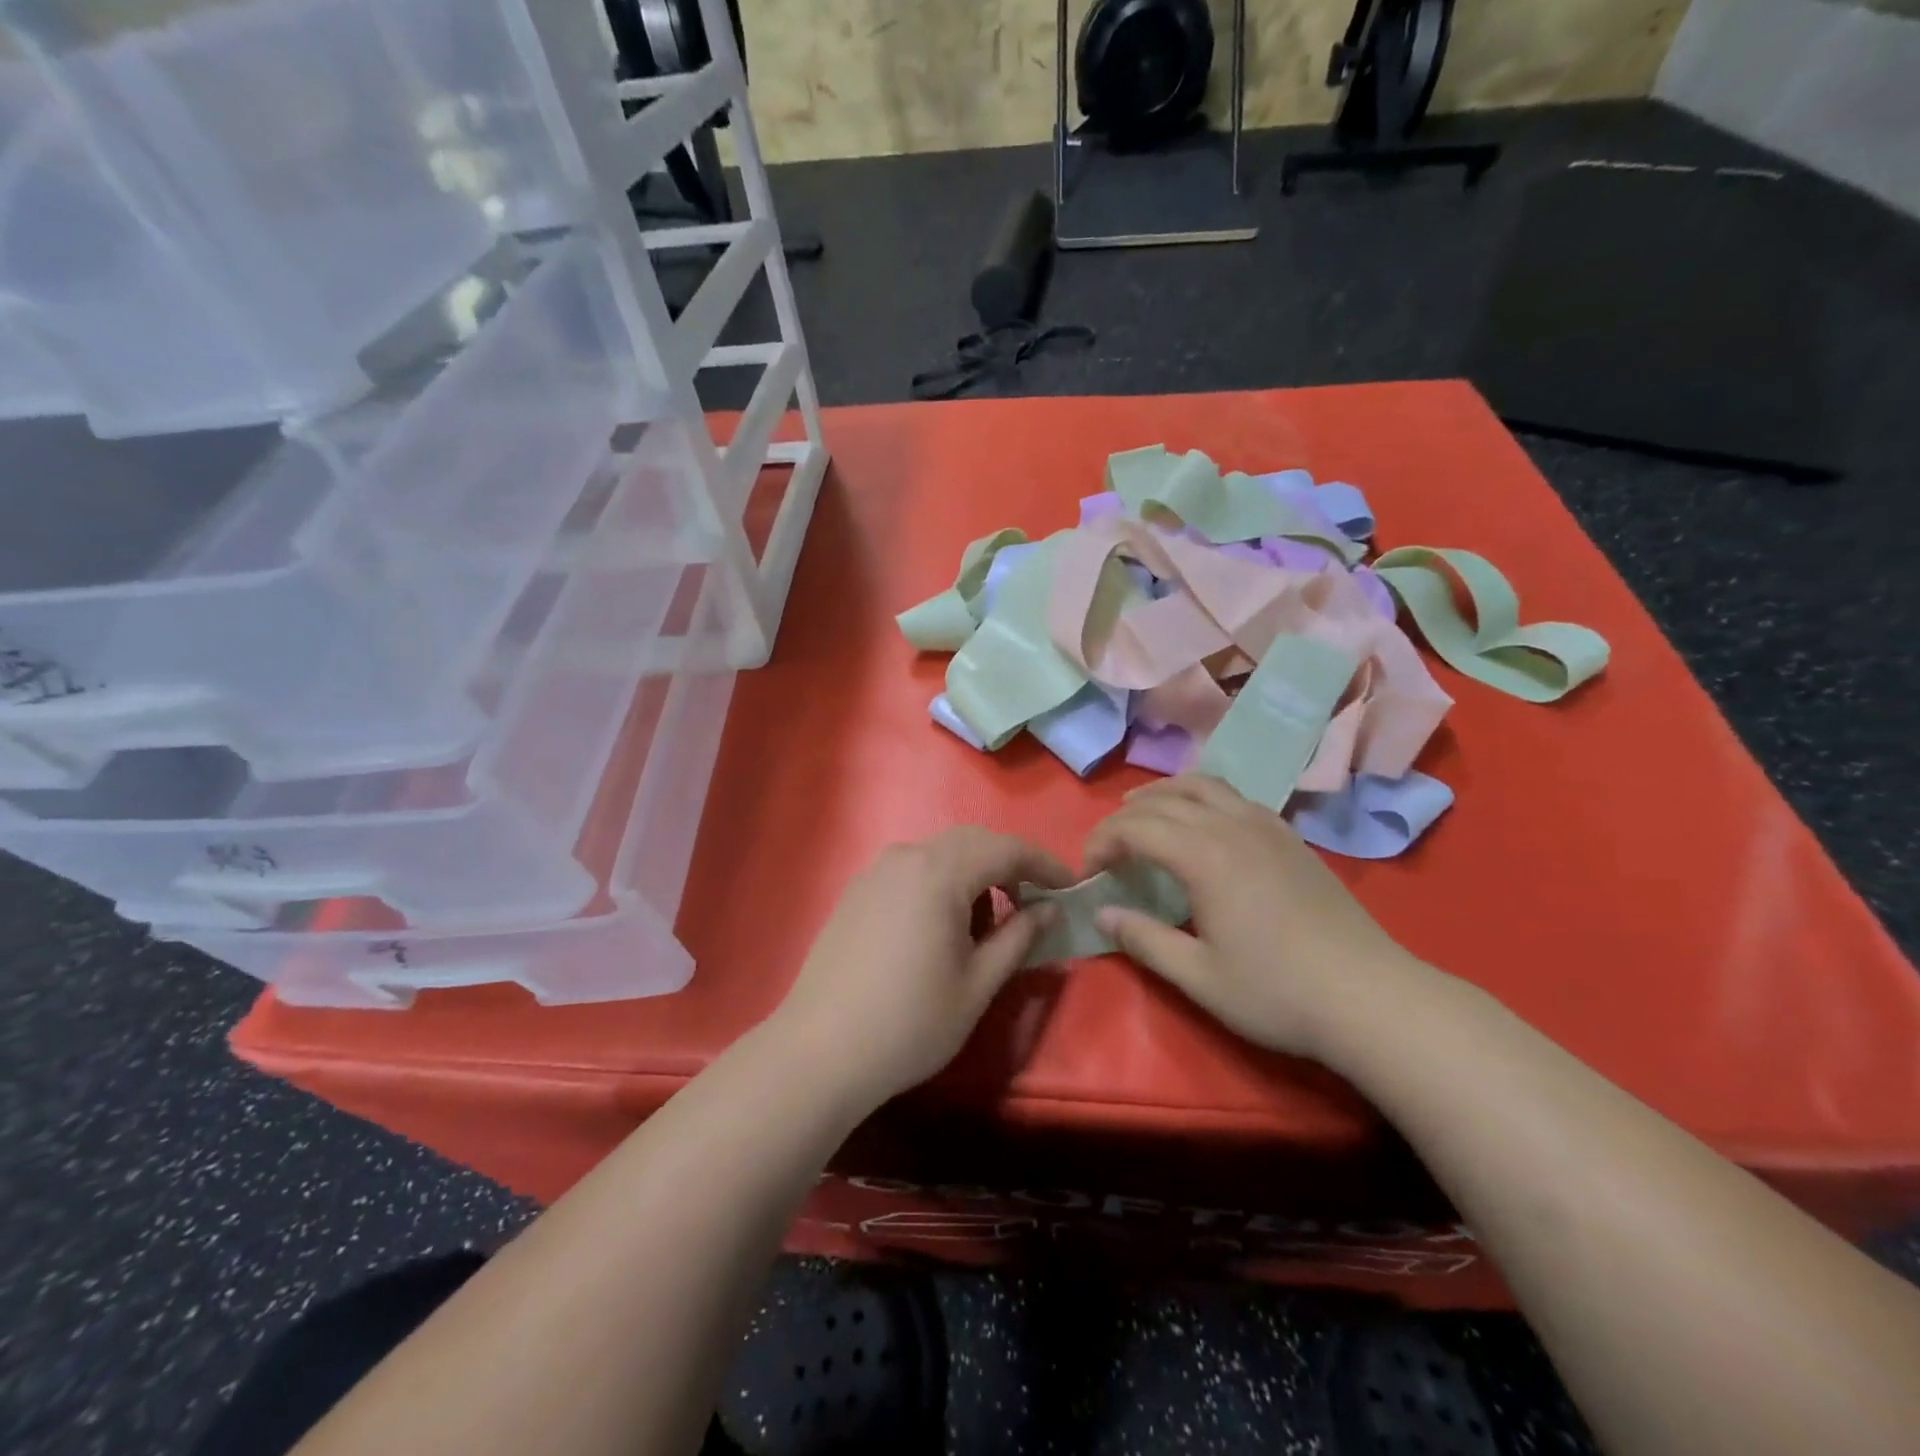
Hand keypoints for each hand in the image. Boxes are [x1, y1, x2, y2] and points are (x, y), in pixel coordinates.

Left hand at [771, 827, 1073, 1108]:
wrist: (818, 1051)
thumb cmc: (910, 1023)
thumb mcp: (978, 985)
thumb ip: (1019, 937)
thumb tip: (1050, 908)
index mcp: (940, 872)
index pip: (1006, 849)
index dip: (1044, 864)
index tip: (1071, 887)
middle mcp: (906, 857)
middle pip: (972, 842)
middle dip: (1009, 865)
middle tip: (1034, 902)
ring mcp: (875, 872)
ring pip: (939, 854)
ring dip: (974, 874)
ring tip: (987, 923)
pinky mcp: (856, 891)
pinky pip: (912, 870)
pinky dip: (940, 883)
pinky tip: (942, 926)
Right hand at [1084, 774, 1430, 1058]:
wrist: (1369, 997)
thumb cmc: (1277, 992)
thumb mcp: (1199, 977)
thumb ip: (1144, 940)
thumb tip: (1102, 913)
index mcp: (1204, 856)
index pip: (1134, 827)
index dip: (1101, 842)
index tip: (1089, 874)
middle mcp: (1232, 826)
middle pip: (1163, 800)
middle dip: (1124, 818)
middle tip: (1107, 851)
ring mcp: (1267, 826)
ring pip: (1203, 785)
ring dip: (1163, 794)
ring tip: (1143, 814)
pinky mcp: (1290, 838)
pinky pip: (1235, 797)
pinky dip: (1202, 798)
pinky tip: (1202, 824)